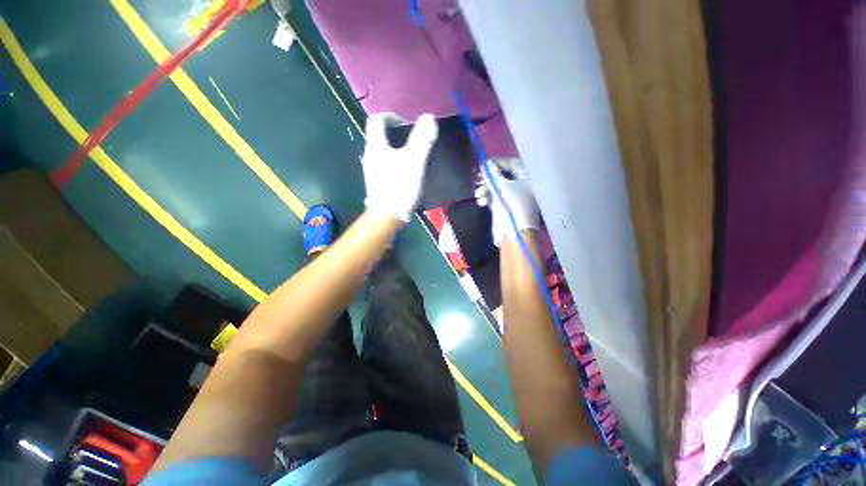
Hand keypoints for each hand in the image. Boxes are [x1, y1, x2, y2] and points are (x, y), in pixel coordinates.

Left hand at [361, 113, 437, 221]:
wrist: (387, 216)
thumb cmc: (399, 187)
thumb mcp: (414, 161)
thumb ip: (422, 139)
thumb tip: (428, 118)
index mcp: (375, 146)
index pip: (377, 120)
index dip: (391, 116)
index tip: (407, 124)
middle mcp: (370, 156)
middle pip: (380, 136)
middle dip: (396, 135)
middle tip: (414, 141)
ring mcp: (372, 171)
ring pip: (383, 152)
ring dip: (397, 150)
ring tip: (414, 157)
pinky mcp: (377, 183)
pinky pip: (385, 165)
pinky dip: (396, 163)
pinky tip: (407, 173)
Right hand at [477, 158, 539, 245]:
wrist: (514, 233)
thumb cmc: (511, 205)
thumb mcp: (501, 186)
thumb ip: (492, 173)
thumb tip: (485, 164)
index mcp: (529, 178)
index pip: (512, 163)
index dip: (497, 163)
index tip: (483, 164)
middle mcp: (524, 185)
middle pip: (504, 176)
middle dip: (489, 178)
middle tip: (478, 179)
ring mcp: (515, 197)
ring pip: (498, 187)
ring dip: (486, 189)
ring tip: (479, 194)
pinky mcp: (507, 207)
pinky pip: (496, 197)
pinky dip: (488, 197)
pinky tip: (481, 201)